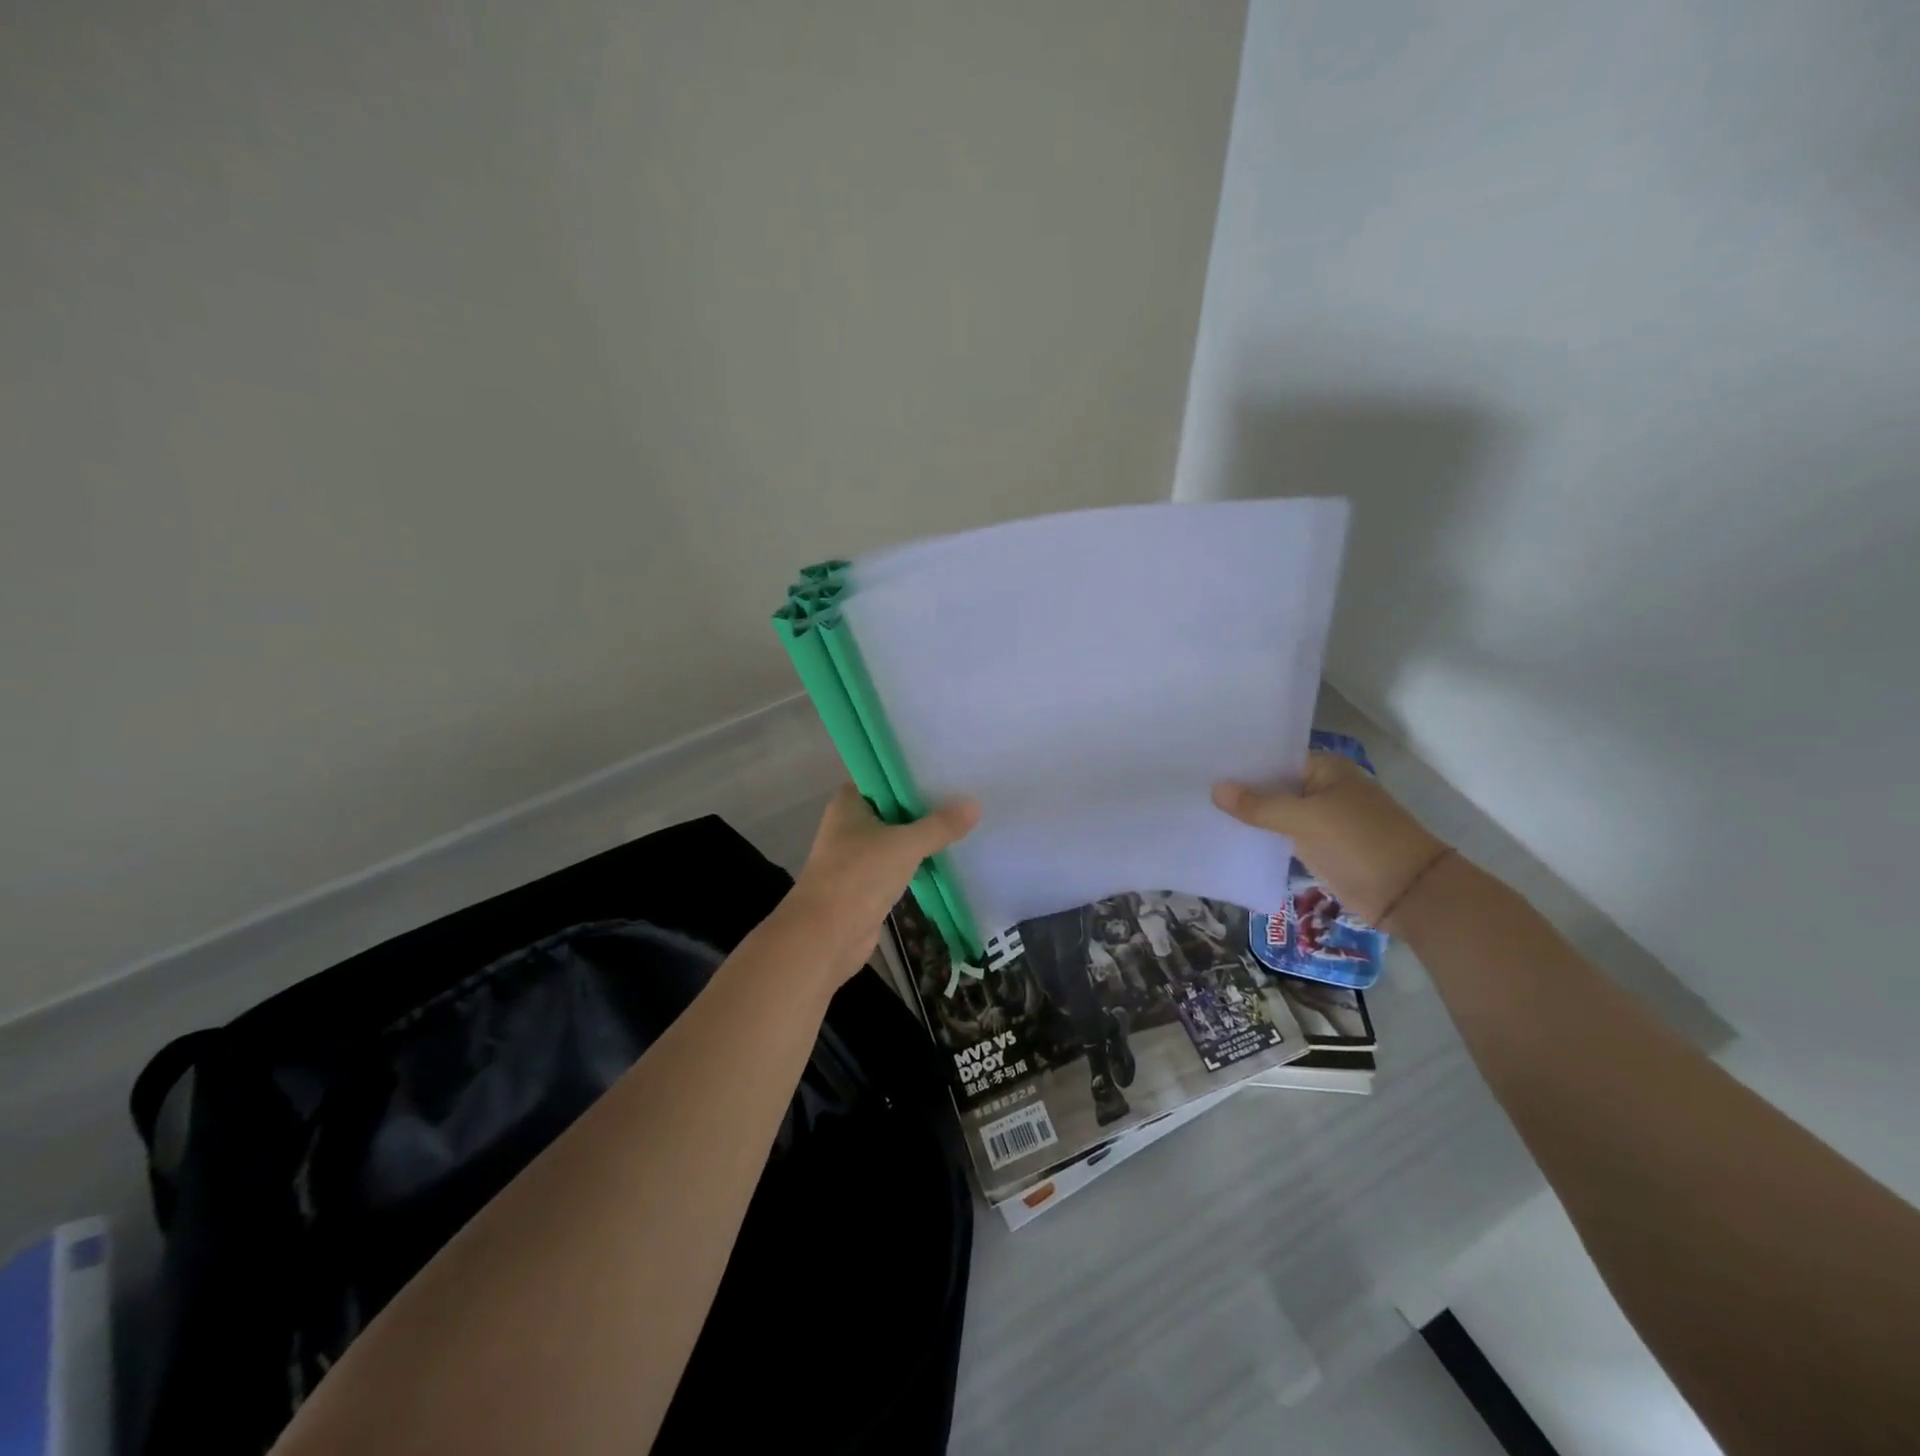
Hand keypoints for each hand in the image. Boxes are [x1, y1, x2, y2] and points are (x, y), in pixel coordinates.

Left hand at [779, 785, 980, 984]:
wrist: (824, 938)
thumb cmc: (858, 877)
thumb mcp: (904, 845)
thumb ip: (939, 826)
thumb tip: (975, 805)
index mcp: (850, 803)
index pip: (884, 775)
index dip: (913, 771)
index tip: (946, 766)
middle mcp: (850, 824)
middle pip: (894, 807)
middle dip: (925, 804)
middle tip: (965, 792)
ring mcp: (858, 855)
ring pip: (897, 837)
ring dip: (924, 835)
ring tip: (964, 822)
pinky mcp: (867, 883)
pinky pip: (899, 864)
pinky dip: (919, 861)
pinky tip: (948, 856)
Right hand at [1211, 752, 1446, 925]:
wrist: (1407, 894)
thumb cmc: (1358, 842)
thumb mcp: (1304, 819)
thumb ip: (1259, 805)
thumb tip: (1216, 789)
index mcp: (1325, 768)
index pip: (1273, 757)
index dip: (1241, 761)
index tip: (1202, 763)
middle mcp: (1322, 788)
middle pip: (1272, 784)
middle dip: (1239, 789)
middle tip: (1192, 786)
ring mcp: (1321, 819)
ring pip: (1275, 811)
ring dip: (1248, 815)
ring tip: (1200, 809)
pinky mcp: (1319, 847)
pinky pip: (1282, 835)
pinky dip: (1260, 836)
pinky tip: (1227, 836)